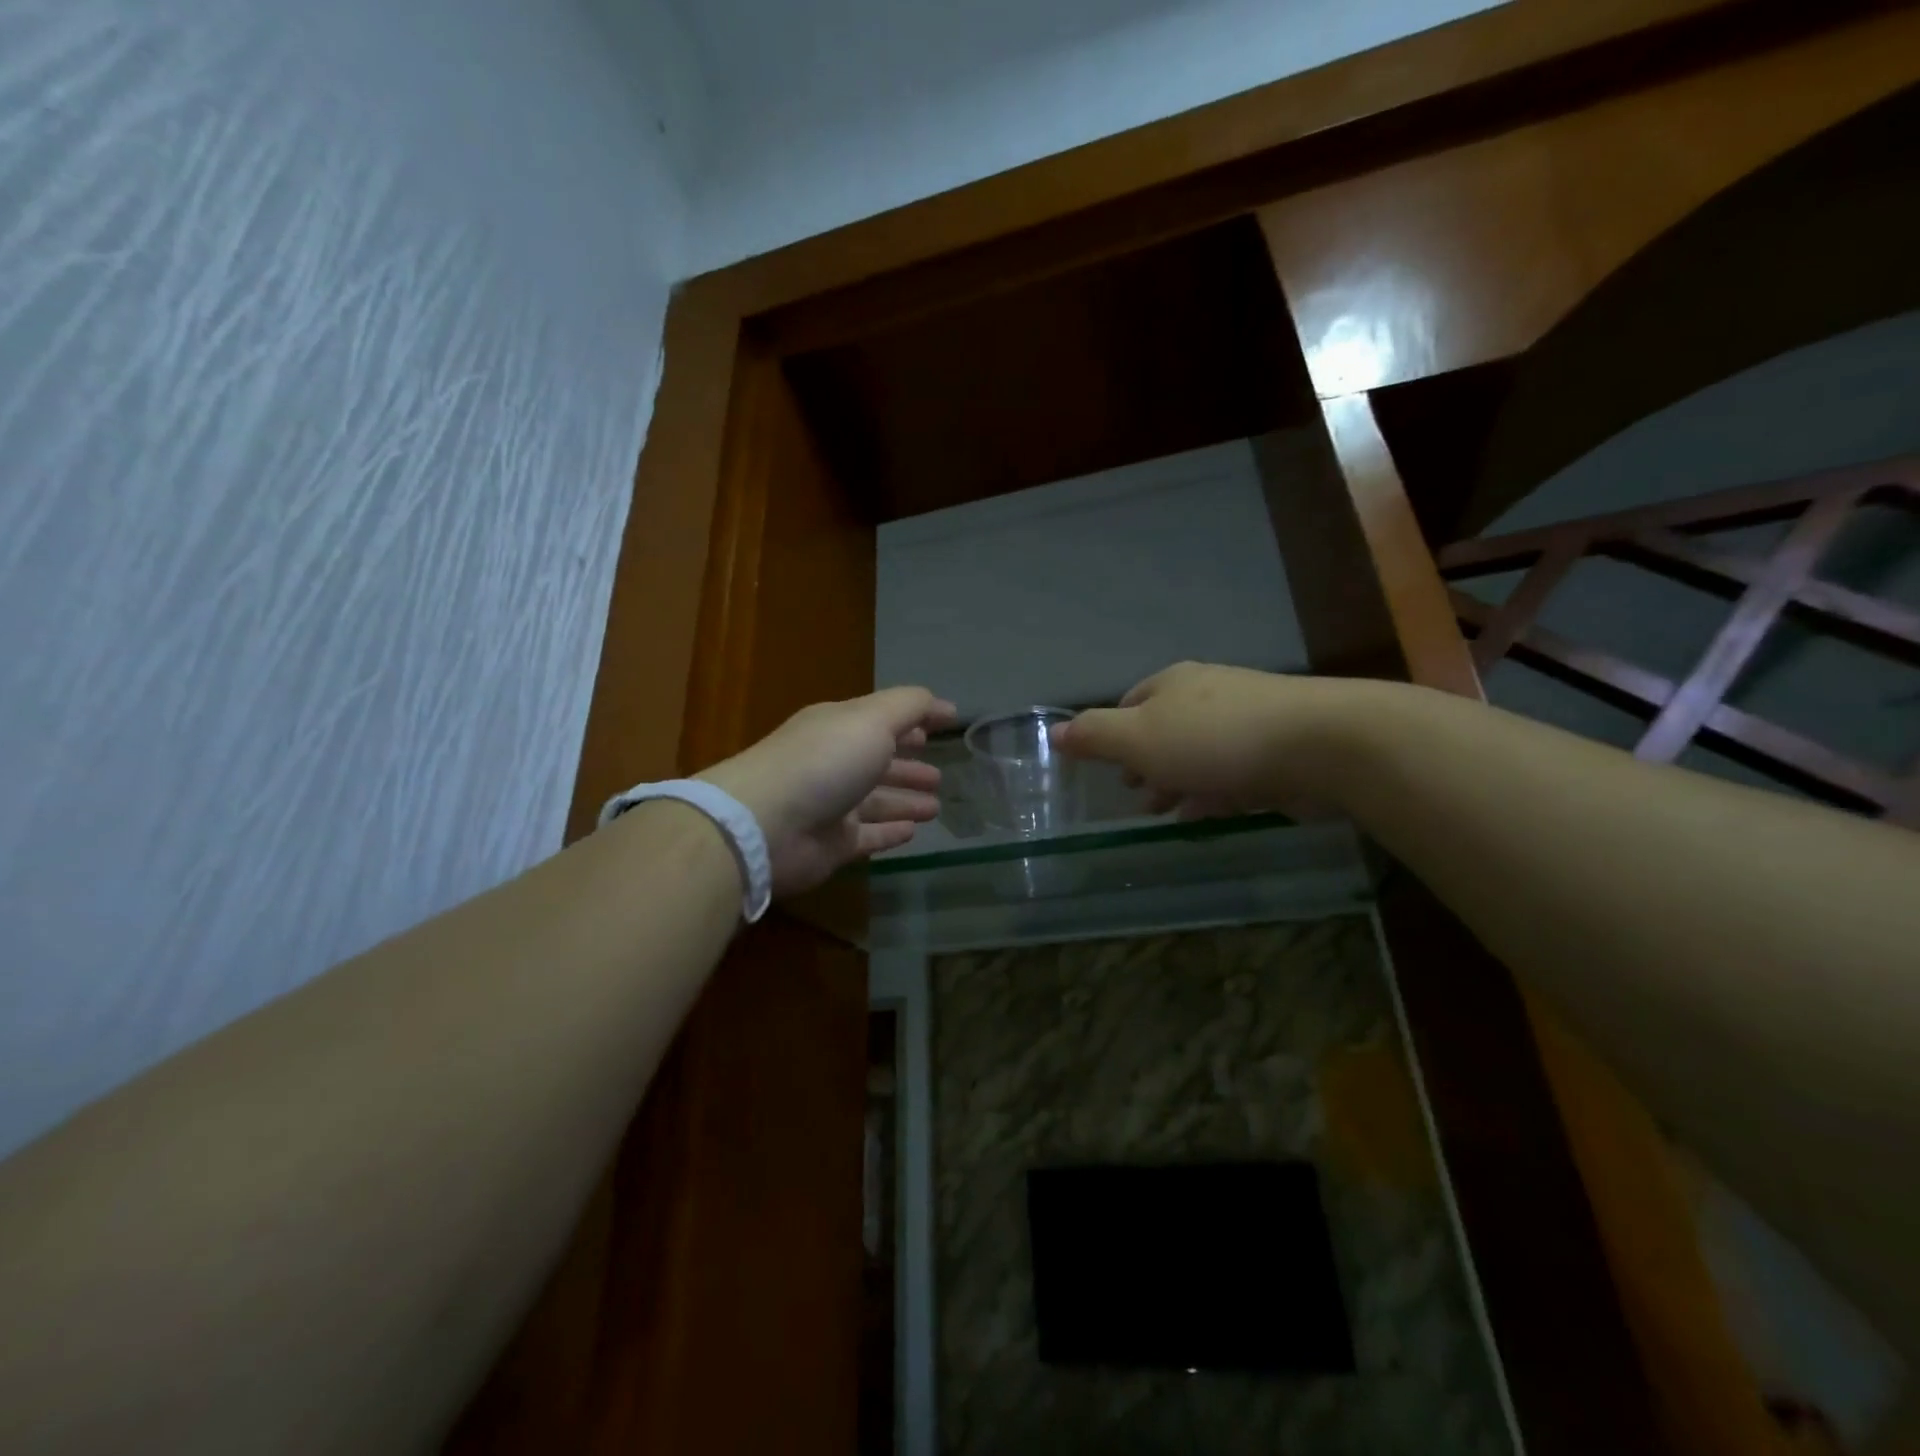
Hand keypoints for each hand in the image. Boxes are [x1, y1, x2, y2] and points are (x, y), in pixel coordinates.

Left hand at [699, 687, 956, 896]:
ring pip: (877, 801)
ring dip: (905, 800)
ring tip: (935, 805)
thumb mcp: (871, 720)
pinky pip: (869, 836)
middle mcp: (835, 763)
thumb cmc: (823, 762)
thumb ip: (910, 707)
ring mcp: (832, 806)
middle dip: (909, 765)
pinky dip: (890, 832)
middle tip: (939, 775)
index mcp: (840, 727)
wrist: (766, 825)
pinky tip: (912, 832)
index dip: (917, 719)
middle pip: (879, 762)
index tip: (950, 722)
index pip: (884, 719)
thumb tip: (942, 704)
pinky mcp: (832, 844)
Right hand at [1050, 662, 1360, 818]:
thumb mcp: (1139, 738)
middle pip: (1165, 729)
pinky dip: (1212, 792)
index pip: (1130, 703)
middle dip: (1147, 763)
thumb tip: (1053, 732)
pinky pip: (1232, 772)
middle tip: (1136, 798)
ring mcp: (1247, 721)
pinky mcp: (1277, 750)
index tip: (1108, 769)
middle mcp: (1208, 695)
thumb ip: (1094, 736)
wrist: (1318, 744)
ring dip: (1178, 782)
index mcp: (1171, 685)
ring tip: (1165, 813)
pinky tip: (1205, 814)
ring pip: (1199, 754)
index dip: (1114, 736)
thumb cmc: (1214, 739)